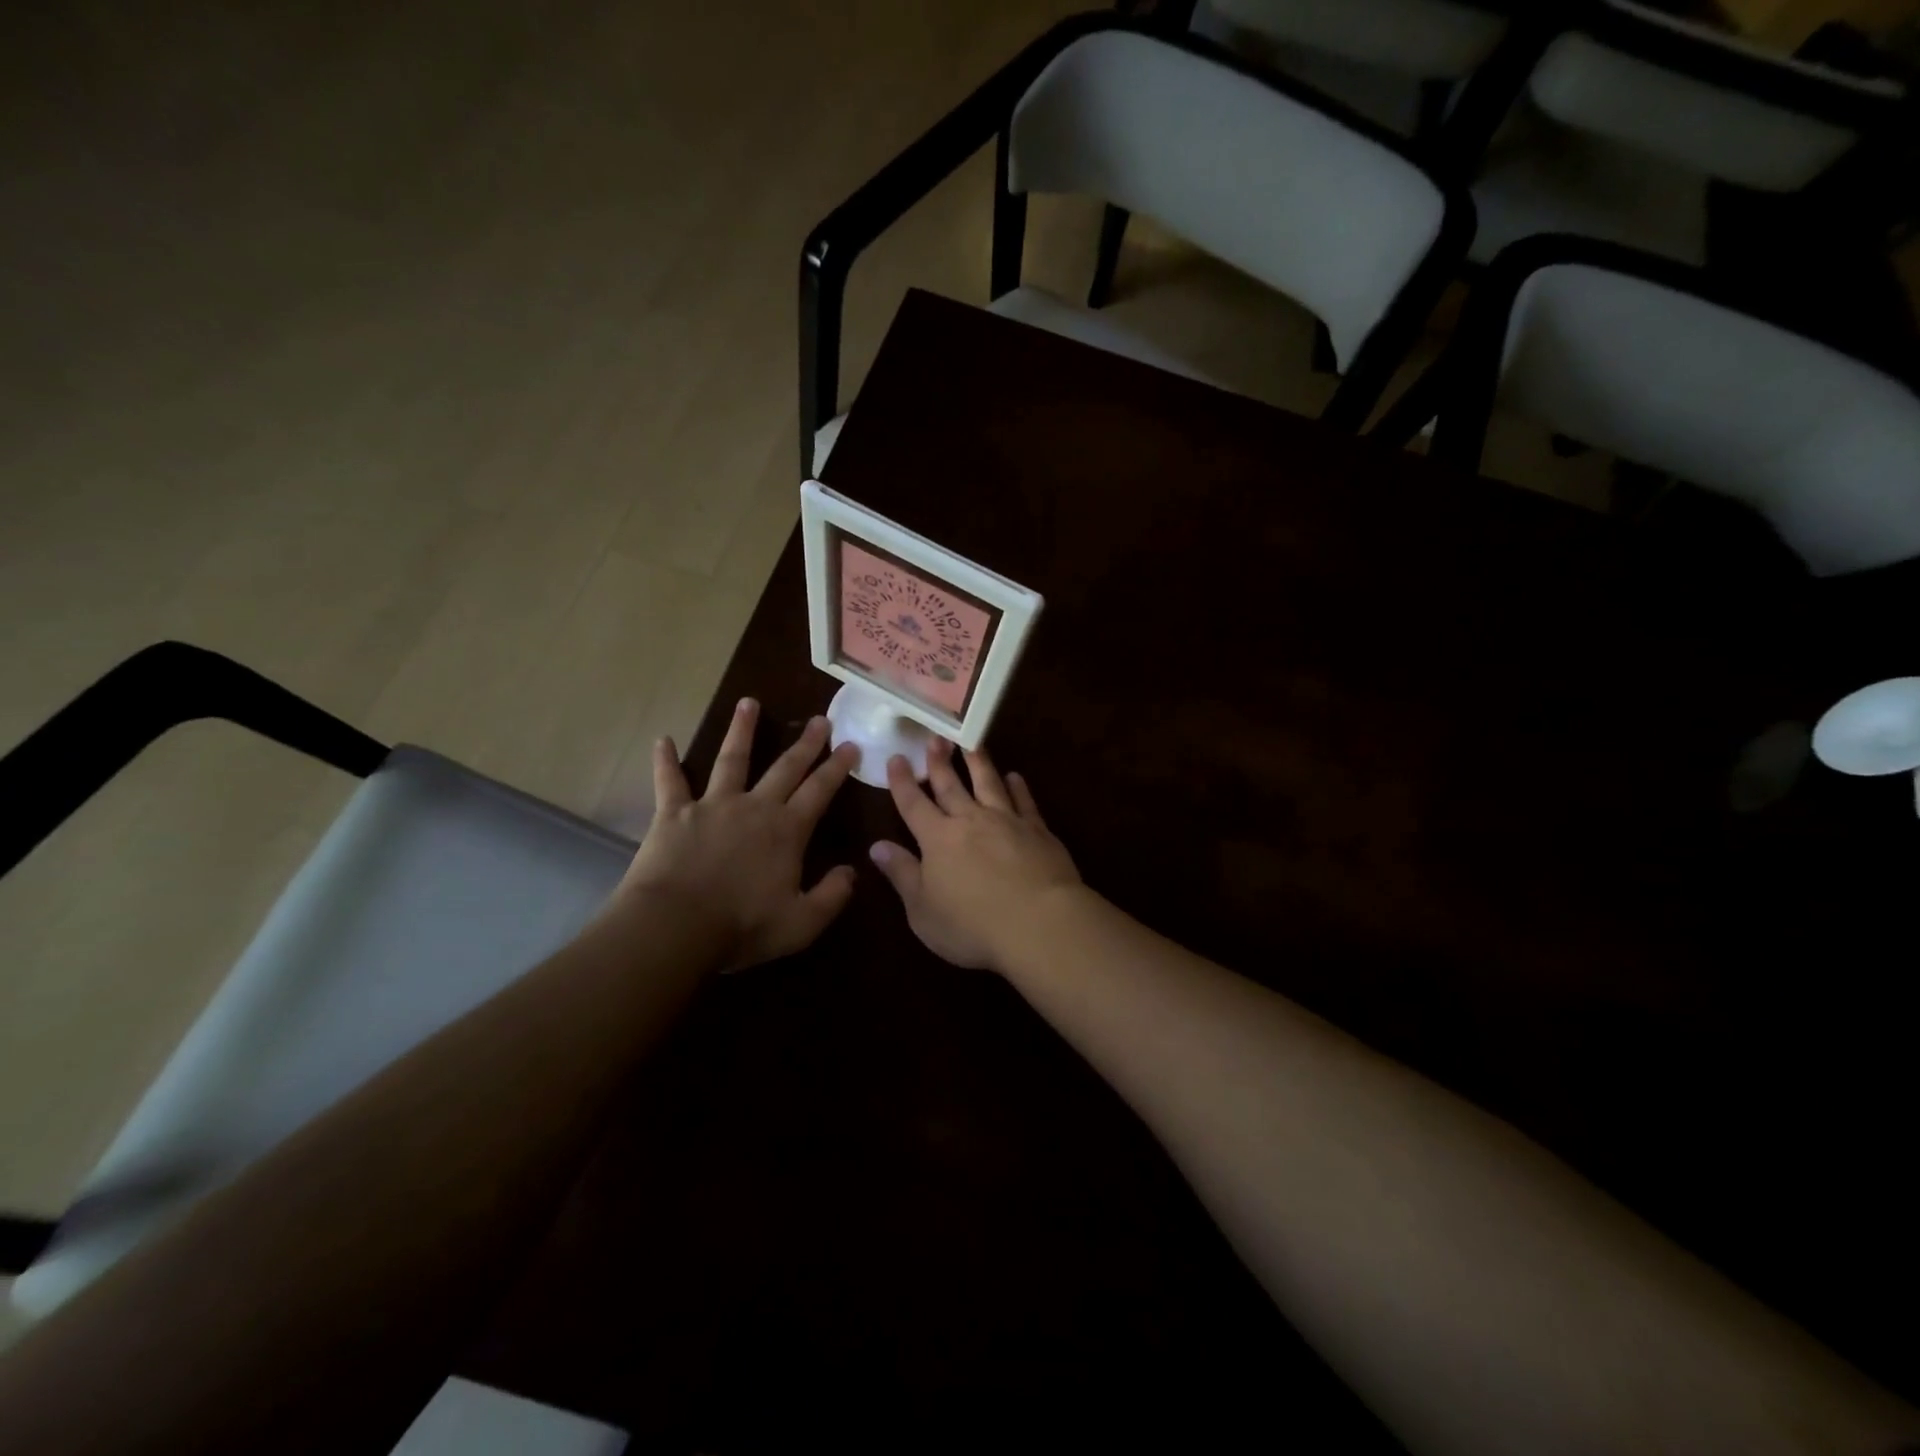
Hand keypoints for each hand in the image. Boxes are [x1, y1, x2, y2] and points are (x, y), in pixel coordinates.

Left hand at [616, 699, 858, 971]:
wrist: (675, 926)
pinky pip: (670, 781)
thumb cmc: (741, 926)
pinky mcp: (674, 813)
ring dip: (742, 731)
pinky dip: (666, 760)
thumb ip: (831, 896)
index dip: (837, 767)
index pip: (819, 791)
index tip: (851, 745)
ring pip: (732, 760)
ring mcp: (713, 805)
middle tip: (819, 719)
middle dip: (805, 743)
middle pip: (785, 768)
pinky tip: (663, 739)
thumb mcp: (801, 924)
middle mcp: (755, 807)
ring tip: (748, 703)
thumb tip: (853, 871)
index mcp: (787, 831)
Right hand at [869, 739, 1080, 972]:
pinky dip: (1018, 786)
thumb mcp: (922, 910)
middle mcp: (970, 820)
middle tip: (934, 736)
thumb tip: (877, 846)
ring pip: (989, 783)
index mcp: (937, 839)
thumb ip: (901, 874)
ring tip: (971, 742)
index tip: (897, 757)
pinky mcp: (1038, 830)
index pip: (913, 804)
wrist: (1039, 923)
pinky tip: (1015, 777)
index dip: (902, 781)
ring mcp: (1007, 821)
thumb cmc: (972, 925)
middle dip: (939, 761)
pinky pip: (1025, 801)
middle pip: (950, 785)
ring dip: (978, 762)